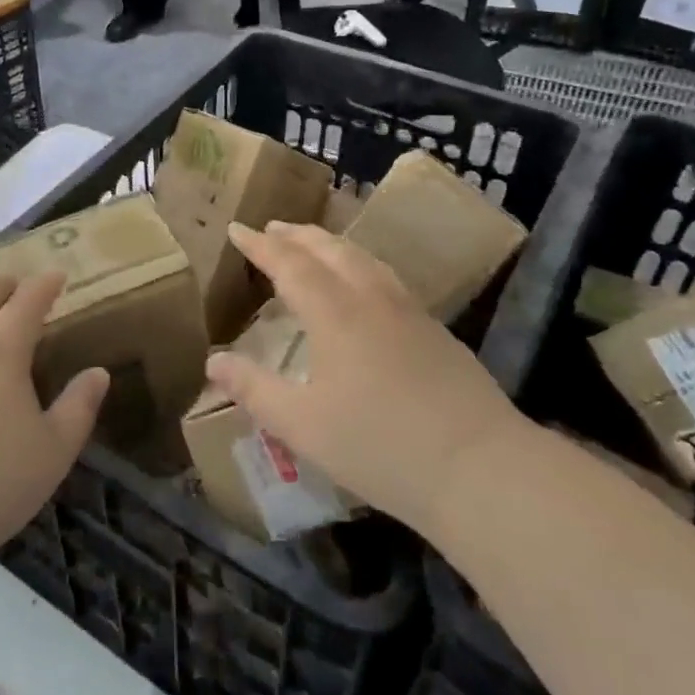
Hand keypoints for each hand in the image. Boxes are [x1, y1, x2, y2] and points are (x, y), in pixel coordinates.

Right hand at [206, 222, 528, 536]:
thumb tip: (213, 361)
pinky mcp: (435, 329)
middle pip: (329, 250)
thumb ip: (254, 390)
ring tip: (313, 245)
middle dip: (297, 235)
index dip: (260, 246)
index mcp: (334, 313)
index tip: (237, 229)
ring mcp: (409, 310)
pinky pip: (385, 276)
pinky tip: (364, 285)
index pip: (289, 264)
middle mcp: (371, 298)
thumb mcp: (301, 425)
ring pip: (363, 259)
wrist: (480, 466)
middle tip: (272, 228)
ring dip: (331, 244)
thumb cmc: (379, 446)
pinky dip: (359, 264)